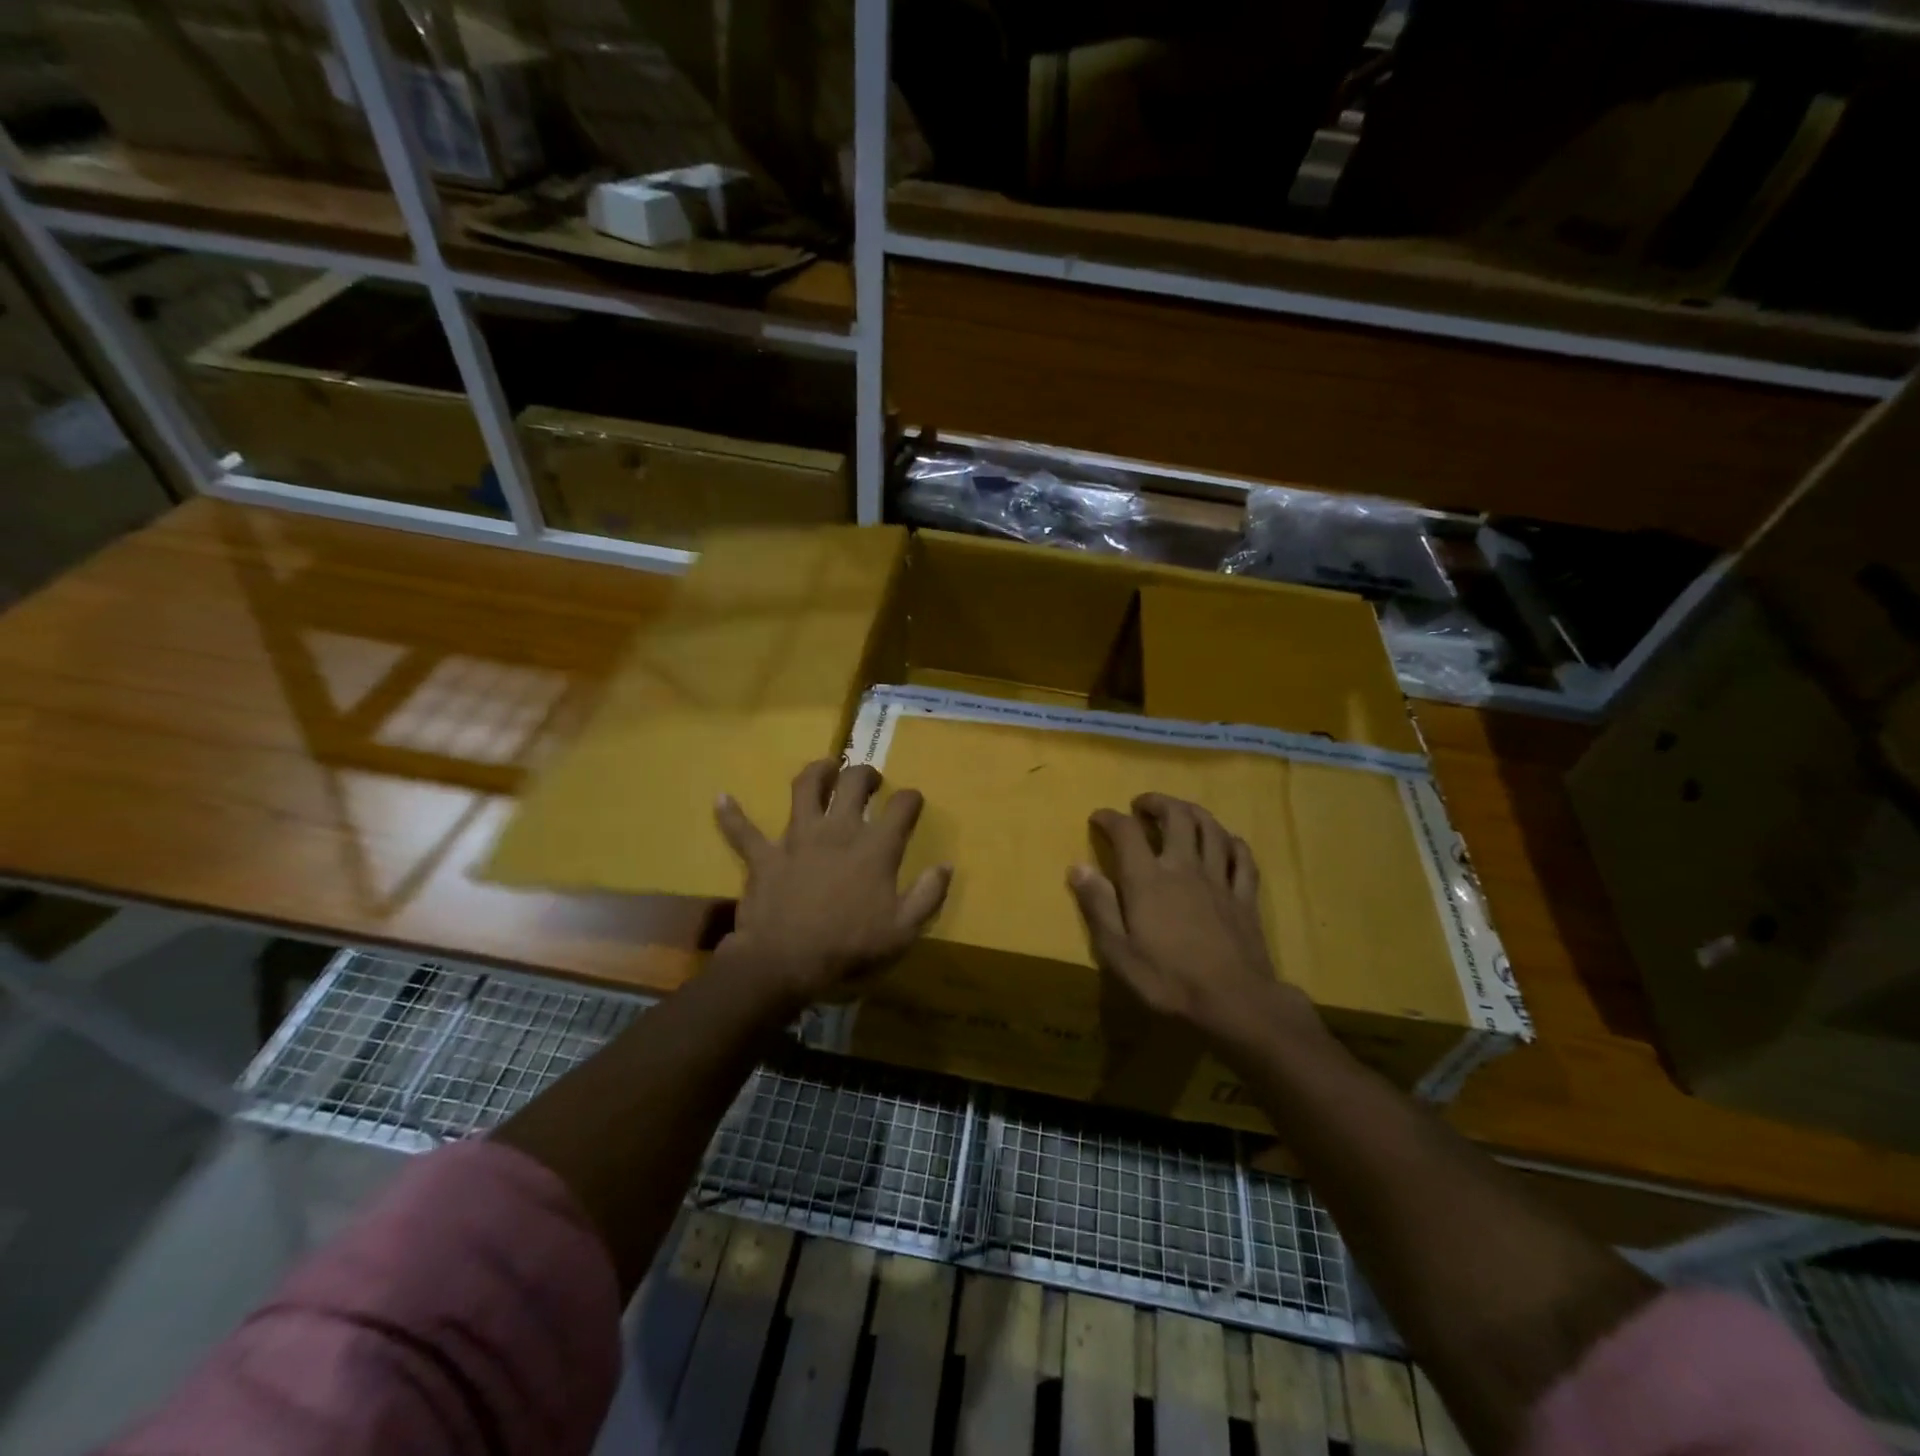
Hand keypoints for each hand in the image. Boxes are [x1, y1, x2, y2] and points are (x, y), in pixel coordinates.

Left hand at [714, 759, 951, 1006]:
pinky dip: (732, 815)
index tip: (913, 802)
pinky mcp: (764, 855)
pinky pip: (743, 831)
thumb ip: (928, 895)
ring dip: (817, 772)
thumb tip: (946, 865)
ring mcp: (797, 838)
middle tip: (870, 780)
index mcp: (874, 847)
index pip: (902, 806)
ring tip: (826, 767)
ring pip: (805, 788)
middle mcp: (838, 830)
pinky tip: (722, 798)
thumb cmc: (848, 947)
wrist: (785, 963)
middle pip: (854, 783)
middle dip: (866, 774)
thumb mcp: (902, 931)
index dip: (911, 799)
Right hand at [1070, 793, 1313, 1043]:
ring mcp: (1219, 879)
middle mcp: (1184, 867)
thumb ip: (1098, 906)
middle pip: (1176, 816)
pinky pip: (1242, 856)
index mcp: (1148, 879)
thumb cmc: (1168, 980)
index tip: (1099, 818)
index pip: (1126, 832)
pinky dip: (1230, 841)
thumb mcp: (1118, 951)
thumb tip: (1078, 867)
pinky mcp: (1245, 896)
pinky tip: (1225, 842)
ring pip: (1211, 828)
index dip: (1110, 818)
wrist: (1235, 1003)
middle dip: (1156, 803)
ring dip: (1192, 812)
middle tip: (1142, 806)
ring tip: (1180, 813)